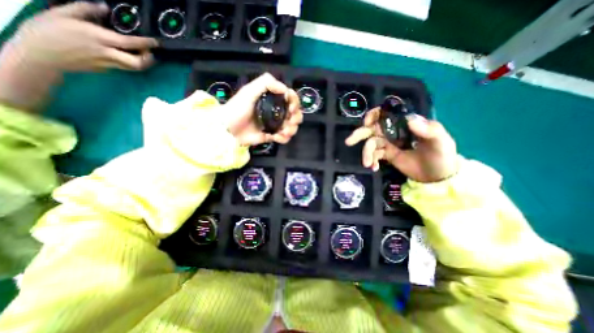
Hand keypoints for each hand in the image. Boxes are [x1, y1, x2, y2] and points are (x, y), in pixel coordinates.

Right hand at [1, 1, 157, 71]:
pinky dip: (130, 62)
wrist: (41, 55)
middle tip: (149, 51)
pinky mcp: (108, 70)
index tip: (156, 42)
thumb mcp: (62, 13)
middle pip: (139, 63)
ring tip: (142, 53)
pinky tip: (126, 55)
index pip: (130, 43)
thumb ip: (85, 9)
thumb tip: (104, 6)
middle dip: (149, 59)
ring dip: (143, 62)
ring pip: (135, 68)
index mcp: (98, 38)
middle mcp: (108, 54)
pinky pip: (124, 67)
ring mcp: (109, 64)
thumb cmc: (48, 30)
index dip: (146, 44)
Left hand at [221, 73, 301, 145]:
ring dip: (291, 129)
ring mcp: (274, 124)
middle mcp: (276, 111)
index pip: (290, 99)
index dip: (295, 102)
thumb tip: (285, 89)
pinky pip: (284, 137)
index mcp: (273, 99)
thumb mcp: (249, 91)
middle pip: (295, 114)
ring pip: (292, 126)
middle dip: (296, 118)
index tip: (291, 107)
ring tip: (283, 132)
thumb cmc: (237, 109)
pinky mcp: (272, 135)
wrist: (227, 129)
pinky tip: (276, 138)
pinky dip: (283, 138)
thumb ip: (265, 83)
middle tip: (290, 122)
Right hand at [344, 108, 457, 182]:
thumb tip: (409, 119)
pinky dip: (371, 160)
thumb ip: (429, 130)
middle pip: (373, 129)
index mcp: (406, 124)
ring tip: (367, 164)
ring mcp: (389, 144)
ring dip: (366, 153)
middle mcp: (395, 131)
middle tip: (349, 142)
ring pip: (371, 144)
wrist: (438, 177)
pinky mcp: (387, 155)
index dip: (374, 115)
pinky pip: (374, 155)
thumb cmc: (442, 155)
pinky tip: (373, 168)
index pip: (387, 114)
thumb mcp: (441, 141)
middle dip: (360, 134)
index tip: (367, 123)